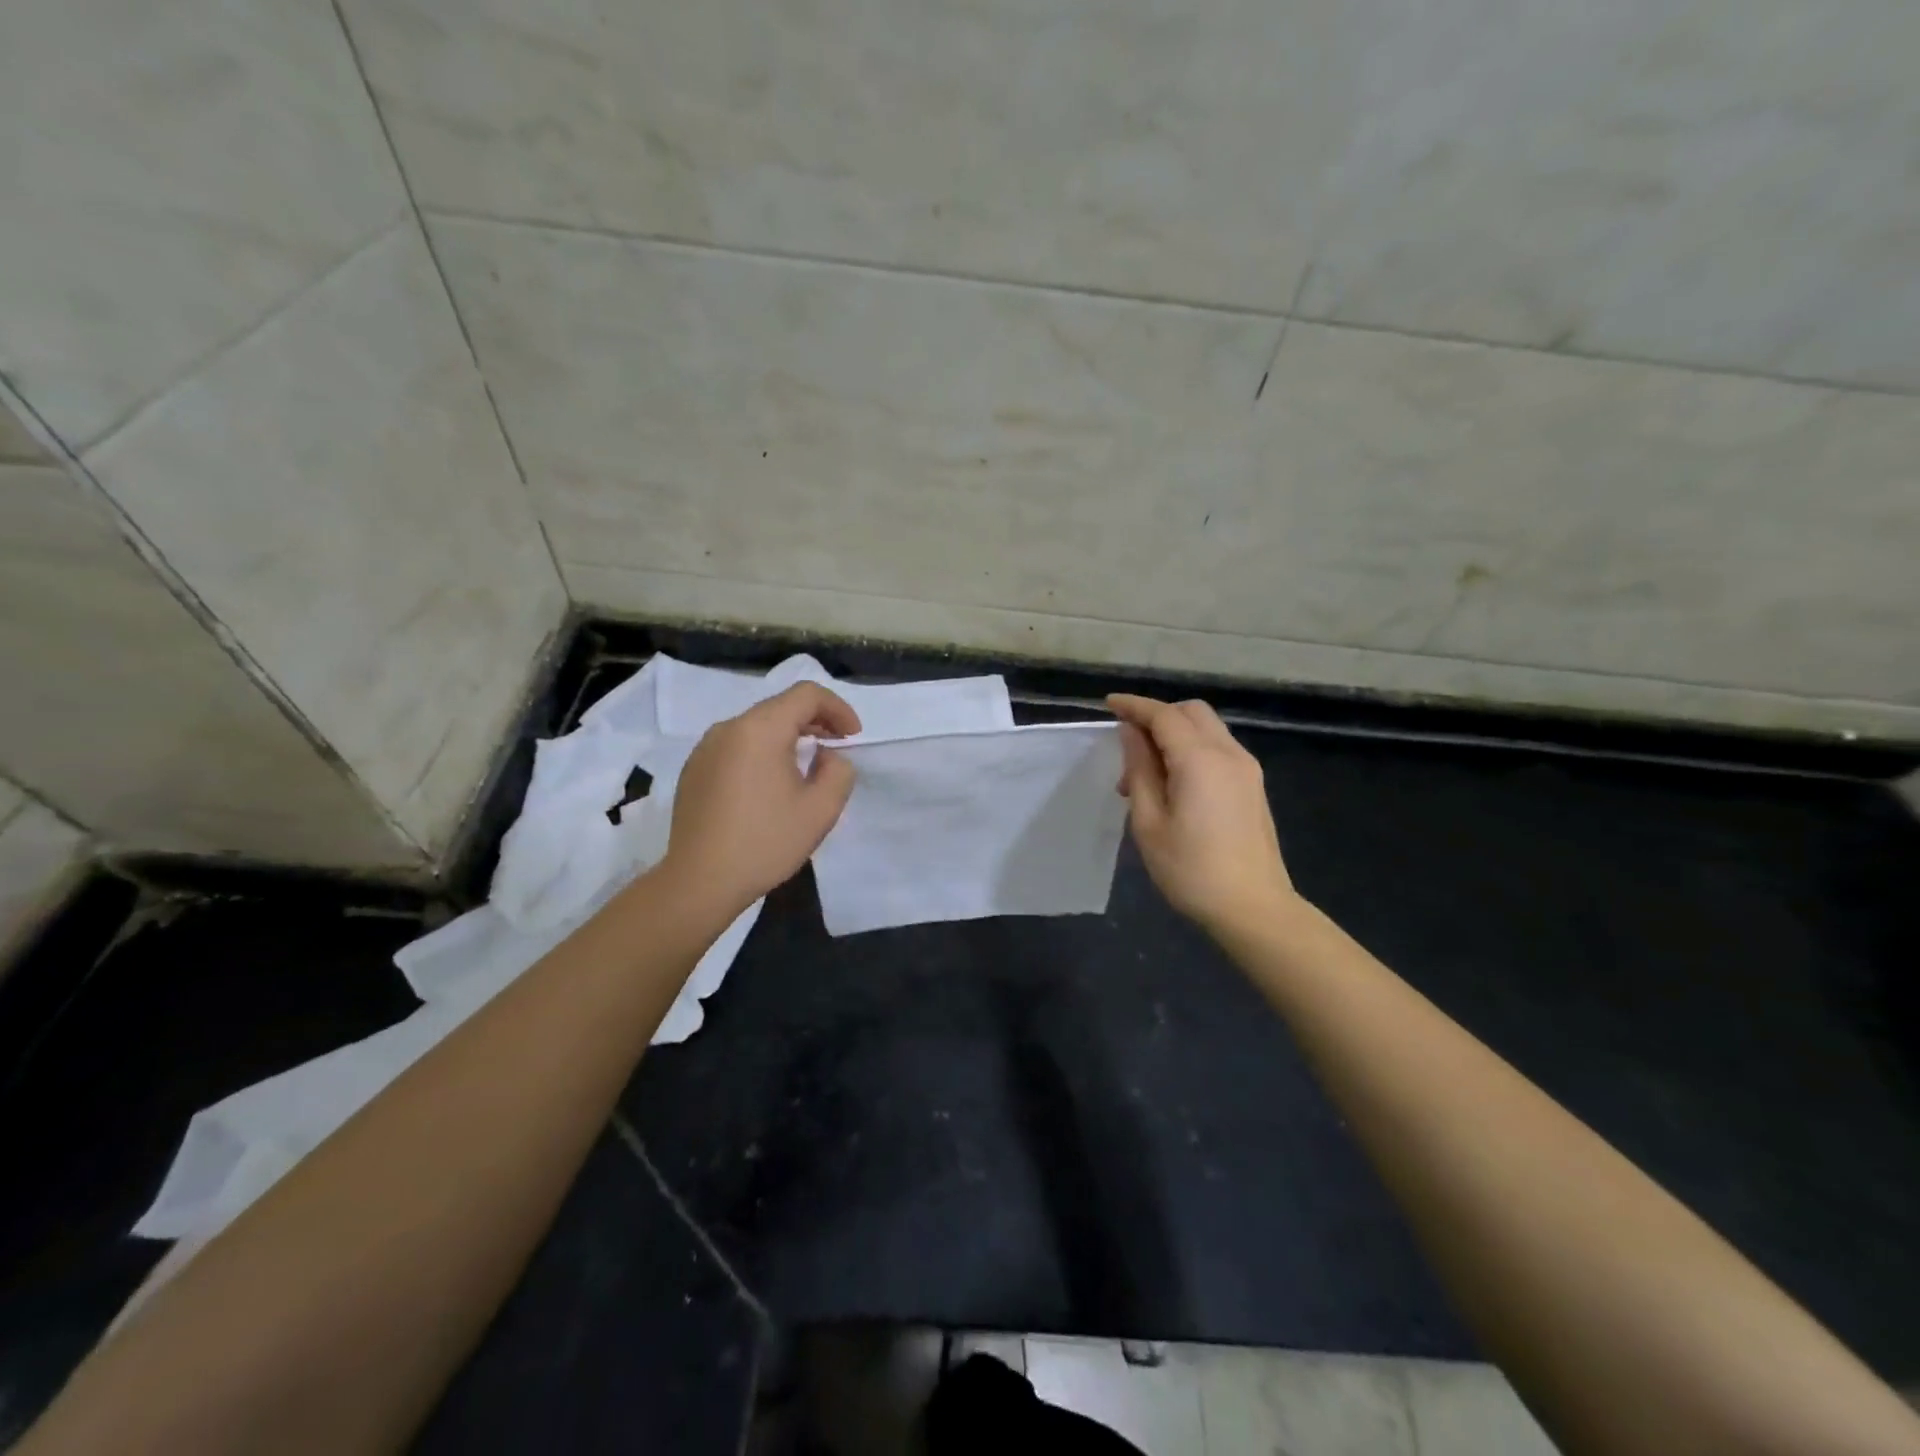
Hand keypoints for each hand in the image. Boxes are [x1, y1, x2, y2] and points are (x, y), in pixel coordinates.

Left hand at [662, 682, 861, 915]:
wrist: (700, 882)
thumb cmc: (765, 842)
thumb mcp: (821, 809)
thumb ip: (839, 771)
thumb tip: (825, 756)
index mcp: (760, 729)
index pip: (806, 694)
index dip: (838, 708)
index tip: (853, 737)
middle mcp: (728, 728)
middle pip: (780, 706)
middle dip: (815, 720)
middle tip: (837, 747)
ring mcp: (705, 748)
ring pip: (757, 726)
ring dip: (788, 736)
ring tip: (807, 765)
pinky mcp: (694, 769)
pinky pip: (737, 745)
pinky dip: (762, 751)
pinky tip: (771, 785)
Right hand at [1107, 694, 1296, 934]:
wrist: (1254, 908)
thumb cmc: (1191, 870)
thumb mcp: (1150, 823)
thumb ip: (1140, 770)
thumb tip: (1132, 734)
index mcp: (1200, 760)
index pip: (1163, 715)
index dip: (1134, 706)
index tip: (1109, 704)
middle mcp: (1229, 754)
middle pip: (1191, 712)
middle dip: (1158, 715)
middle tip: (1129, 746)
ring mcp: (1247, 769)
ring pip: (1207, 728)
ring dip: (1175, 734)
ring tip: (1147, 776)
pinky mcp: (1253, 786)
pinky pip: (1218, 749)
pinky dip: (1192, 749)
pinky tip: (1175, 784)